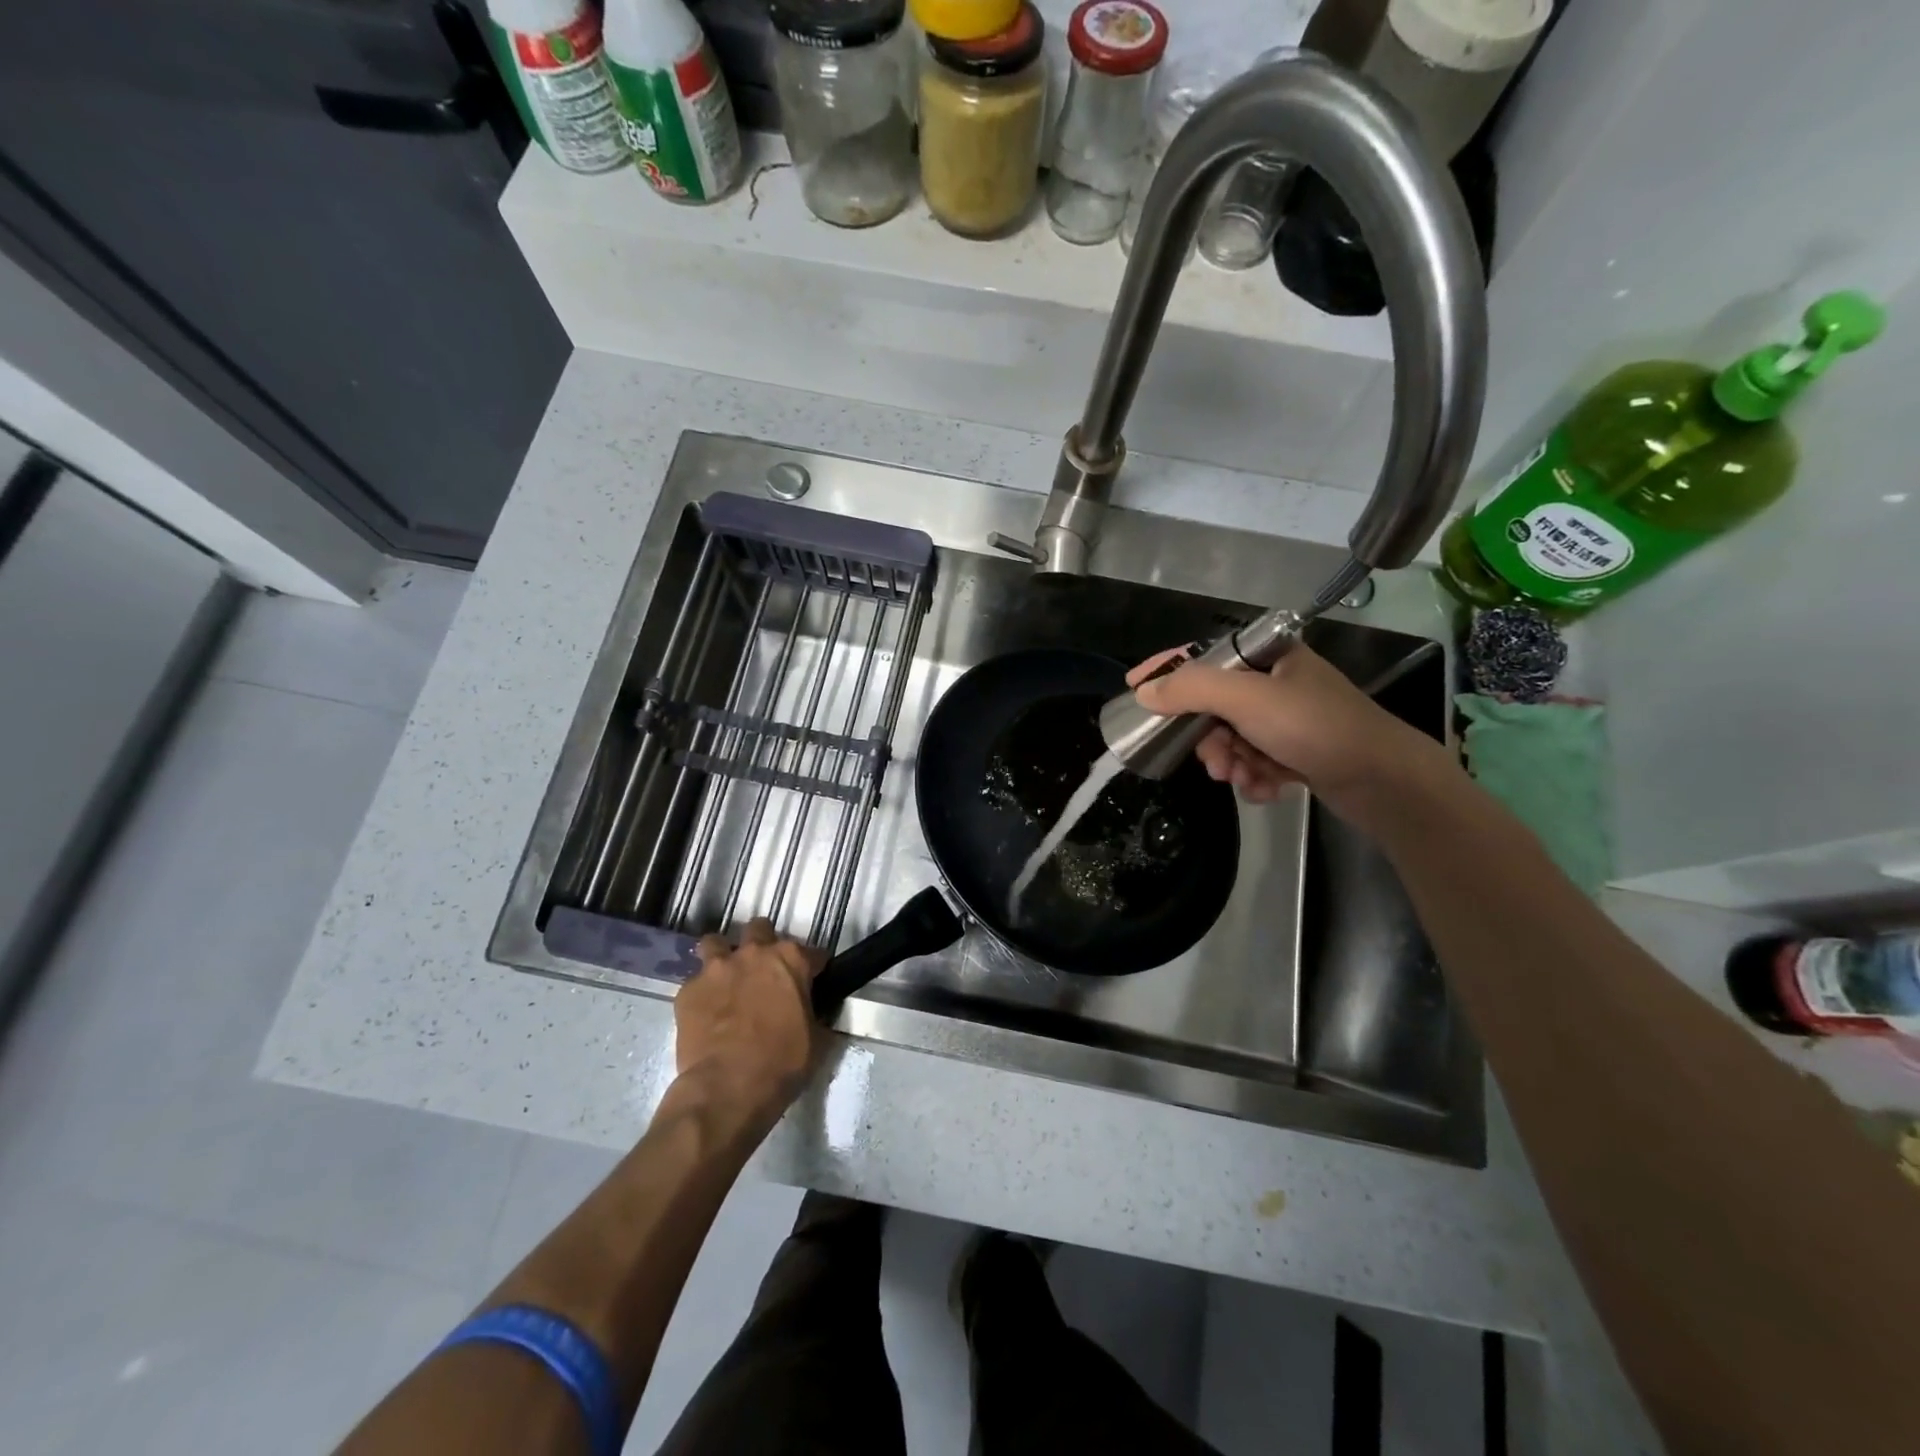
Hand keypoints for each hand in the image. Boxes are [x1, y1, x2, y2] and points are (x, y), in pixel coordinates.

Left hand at [674, 919, 823, 1129]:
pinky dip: (701, 993)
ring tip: (725, 978)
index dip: (813, 967)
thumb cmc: (782, 1062)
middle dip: (763, 943)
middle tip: (764, 970)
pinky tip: (704, 1012)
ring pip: (715, 943)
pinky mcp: (688, 990)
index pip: (812, 952)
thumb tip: (812, 1013)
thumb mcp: (815, 1038)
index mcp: (791, 960)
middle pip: (759, 929)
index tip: (812, 980)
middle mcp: (754, 953)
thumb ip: (814, 1013)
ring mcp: (717, 968)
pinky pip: (695, 982)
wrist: (728, 1086)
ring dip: (722, 956)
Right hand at [1127, 643, 1444, 820]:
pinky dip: (1254, 776)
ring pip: (1233, 738)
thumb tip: (1145, 691)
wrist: (1384, 780)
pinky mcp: (1299, 751)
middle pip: (1214, 706)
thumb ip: (1191, 689)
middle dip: (1209, 739)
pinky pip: (1255, 760)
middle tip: (1214, 762)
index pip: (1203, 655)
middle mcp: (1277, 682)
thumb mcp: (1247, 700)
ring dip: (1232, 762)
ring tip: (1245, 779)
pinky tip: (1268, 789)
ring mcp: (1289, 719)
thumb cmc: (1315, 726)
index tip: (1134, 687)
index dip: (1166, 669)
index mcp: (1269, 656)